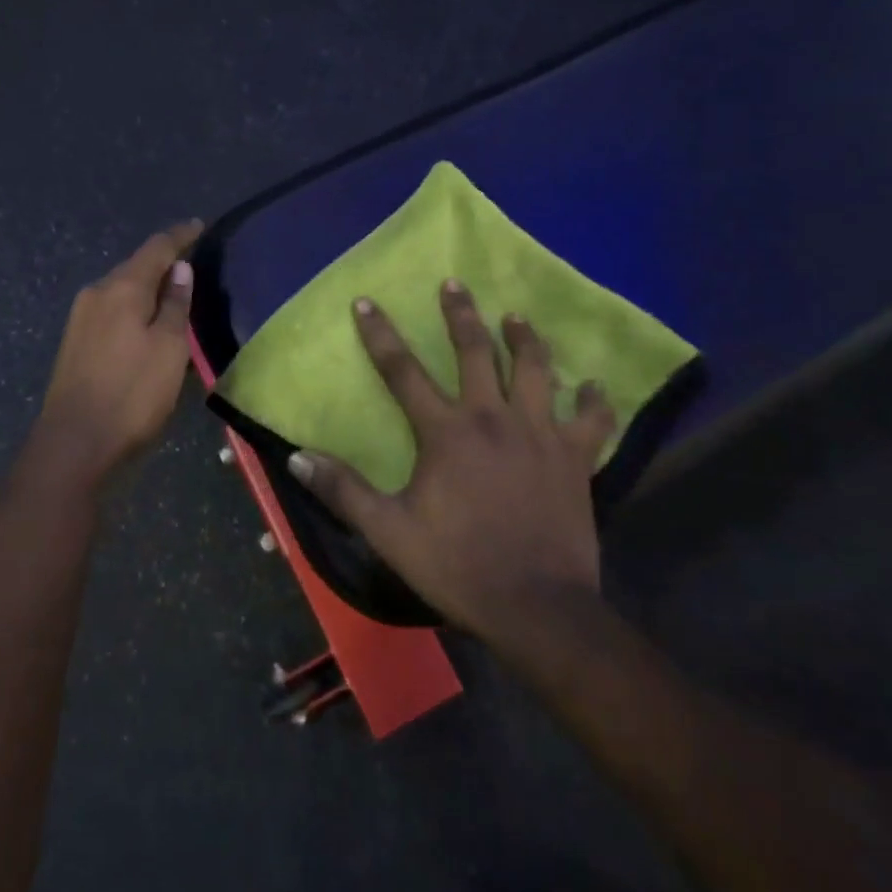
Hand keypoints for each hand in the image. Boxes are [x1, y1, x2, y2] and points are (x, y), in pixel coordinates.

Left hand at [22, 220, 202, 496]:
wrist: (74, 444)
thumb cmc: (132, 394)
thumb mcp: (169, 348)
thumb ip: (175, 304)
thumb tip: (179, 268)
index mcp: (121, 287)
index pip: (156, 248)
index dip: (180, 235)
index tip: (199, 225)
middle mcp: (96, 293)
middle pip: (135, 266)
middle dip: (163, 262)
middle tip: (193, 263)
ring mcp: (80, 318)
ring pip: (122, 289)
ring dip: (148, 287)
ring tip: (175, 293)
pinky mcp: (75, 341)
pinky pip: (112, 309)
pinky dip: (134, 307)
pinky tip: (146, 321)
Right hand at [288, 280, 611, 641]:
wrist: (537, 608)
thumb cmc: (458, 564)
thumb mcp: (389, 530)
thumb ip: (343, 490)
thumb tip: (297, 457)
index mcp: (446, 431)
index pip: (402, 370)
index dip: (380, 334)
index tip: (367, 302)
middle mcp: (492, 418)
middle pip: (475, 351)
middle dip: (462, 314)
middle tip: (455, 283)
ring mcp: (539, 434)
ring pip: (535, 370)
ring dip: (525, 339)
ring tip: (516, 317)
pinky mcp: (575, 458)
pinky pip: (591, 420)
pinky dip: (594, 400)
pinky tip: (594, 384)